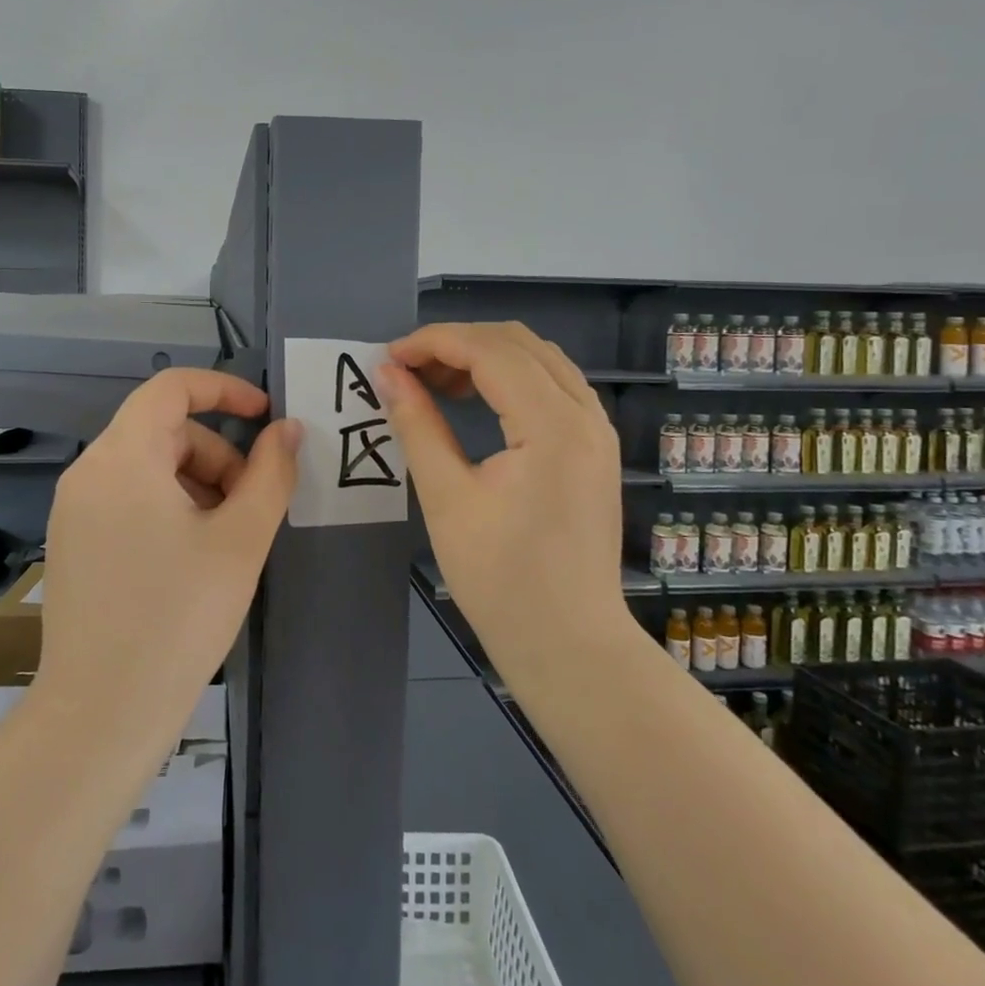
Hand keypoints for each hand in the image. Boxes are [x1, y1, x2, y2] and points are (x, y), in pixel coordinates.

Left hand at [36, 368, 300, 744]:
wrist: (102, 714)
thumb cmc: (179, 617)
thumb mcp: (240, 540)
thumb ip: (270, 473)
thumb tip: (287, 429)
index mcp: (123, 458)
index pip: (170, 388)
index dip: (224, 389)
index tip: (265, 415)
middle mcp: (89, 472)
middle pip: (164, 431)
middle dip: (218, 455)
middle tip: (252, 507)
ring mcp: (75, 509)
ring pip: (149, 466)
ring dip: (197, 483)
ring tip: (226, 539)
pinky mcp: (74, 541)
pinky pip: (128, 497)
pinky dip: (169, 505)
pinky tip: (192, 556)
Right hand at [379, 322, 637, 673]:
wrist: (568, 643)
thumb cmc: (501, 579)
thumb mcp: (447, 498)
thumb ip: (417, 425)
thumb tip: (387, 373)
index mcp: (552, 425)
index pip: (490, 351)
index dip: (433, 342)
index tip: (388, 358)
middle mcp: (585, 414)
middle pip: (519, 342)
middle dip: (457, 343)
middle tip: (408, 371)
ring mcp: (597, 430)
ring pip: (539, 358)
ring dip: (485, 356)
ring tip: (436, 383)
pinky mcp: (595, 447)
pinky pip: (553, 384)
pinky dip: (511, 377)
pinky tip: (478, 399)